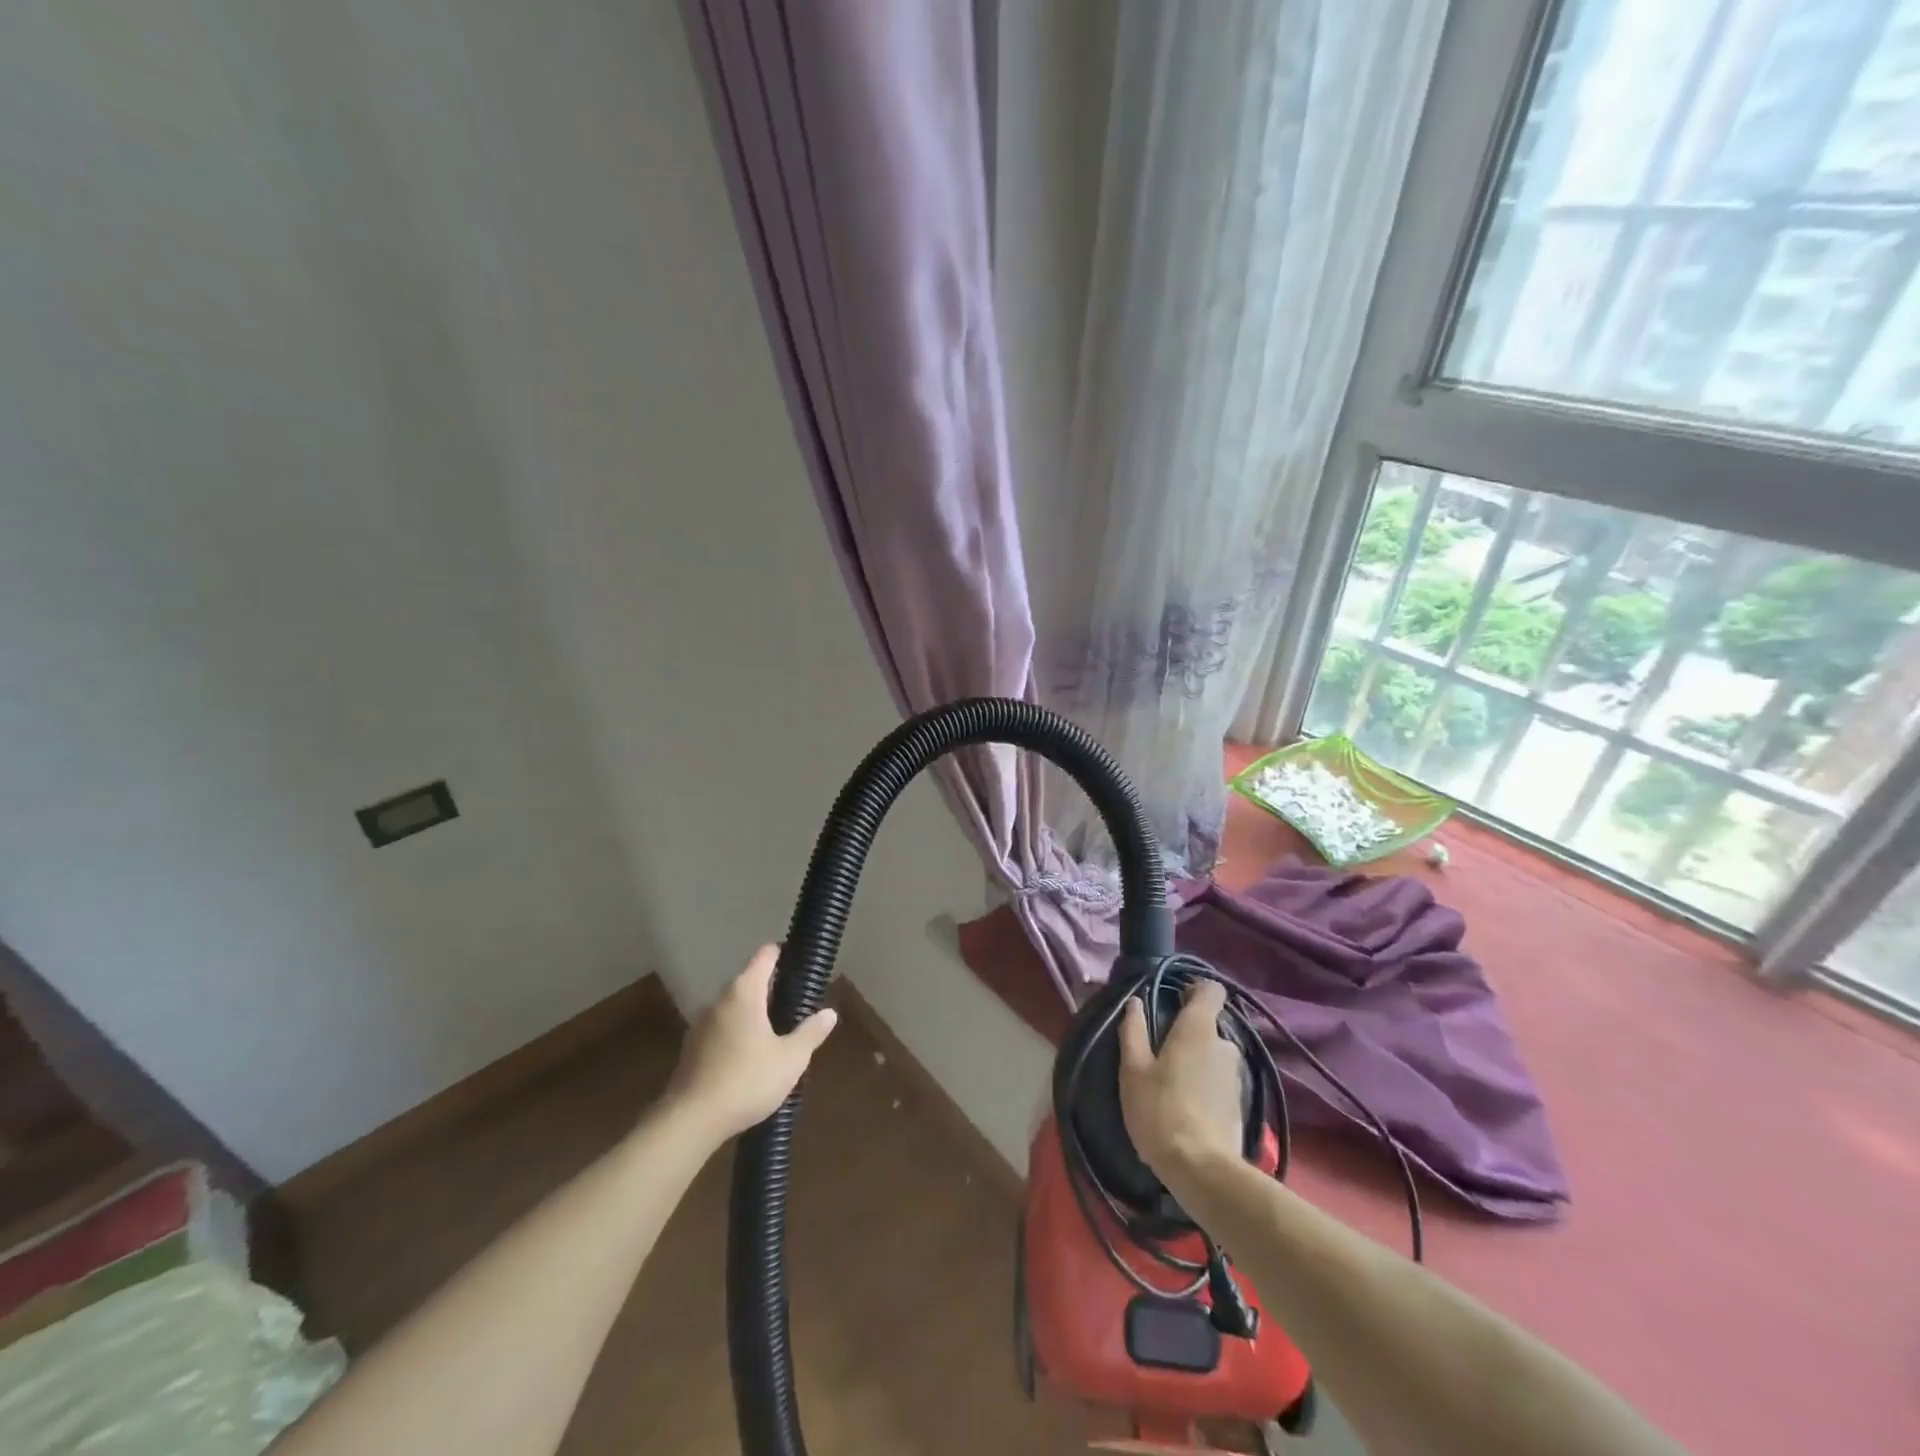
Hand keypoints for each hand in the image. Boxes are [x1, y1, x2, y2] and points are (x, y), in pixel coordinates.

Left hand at [665, 945, 837, 1141]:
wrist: (690, 1121)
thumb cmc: (747, 1081)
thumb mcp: (790, 1059)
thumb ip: (811, 1033)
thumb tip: (830, 1013)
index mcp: (744, 992)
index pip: (765, 955)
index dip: (783, 954)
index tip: (800, 963)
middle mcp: (720, 1000)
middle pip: (749, 981)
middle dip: (772, 989)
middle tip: (796, 1005)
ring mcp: (701, 1024)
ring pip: (734, 1007)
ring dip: (754, 1014)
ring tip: (777, 1033)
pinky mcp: (691, 1049)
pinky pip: (721, 1029)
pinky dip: (738, 1034)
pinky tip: (751, 1058)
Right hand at [1118, 980, 1242, 1175]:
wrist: (1201, 1169)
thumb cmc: (1160, 1110)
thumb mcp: (1133, 1070)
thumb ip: (1133, 1031)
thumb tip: (1135, 1002)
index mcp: (1198, 1028)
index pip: (1211, 990)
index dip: (1195, 990)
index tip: (1175, 1001)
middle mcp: (1224, 1044)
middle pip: (1210, 1025)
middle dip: (1190, 1034)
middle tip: (1164, 1054)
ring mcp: (1237, 1075)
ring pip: (1215, 1055)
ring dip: (1199, 1062)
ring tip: (1174, 1085)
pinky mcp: (1242, 1103)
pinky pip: (1221, 1081)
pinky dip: (1207, 1086)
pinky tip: (1188, 1107)